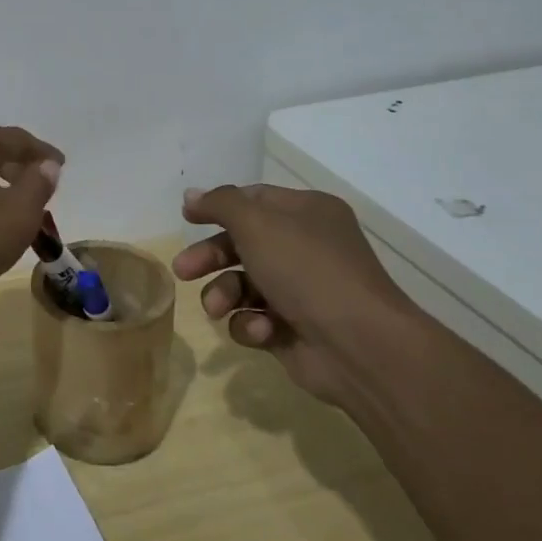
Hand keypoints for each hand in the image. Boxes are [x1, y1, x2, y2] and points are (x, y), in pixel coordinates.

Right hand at [172, 183, 418, 402]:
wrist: (358, 345)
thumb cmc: (306, 270)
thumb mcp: (257, 223)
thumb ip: (220, 204)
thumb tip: (191, 195)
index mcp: (306, 213)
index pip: (253, 200)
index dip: (218, 207)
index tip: (186, 218)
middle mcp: (305, 247)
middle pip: (242, 244)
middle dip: (210, 258)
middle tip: (183, 270)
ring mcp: (300, 290)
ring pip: (242, 284)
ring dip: (224, 294)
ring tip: (217, 308)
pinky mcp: (292, 329)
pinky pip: (255, 319)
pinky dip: (251, 324)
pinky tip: (262, 330)